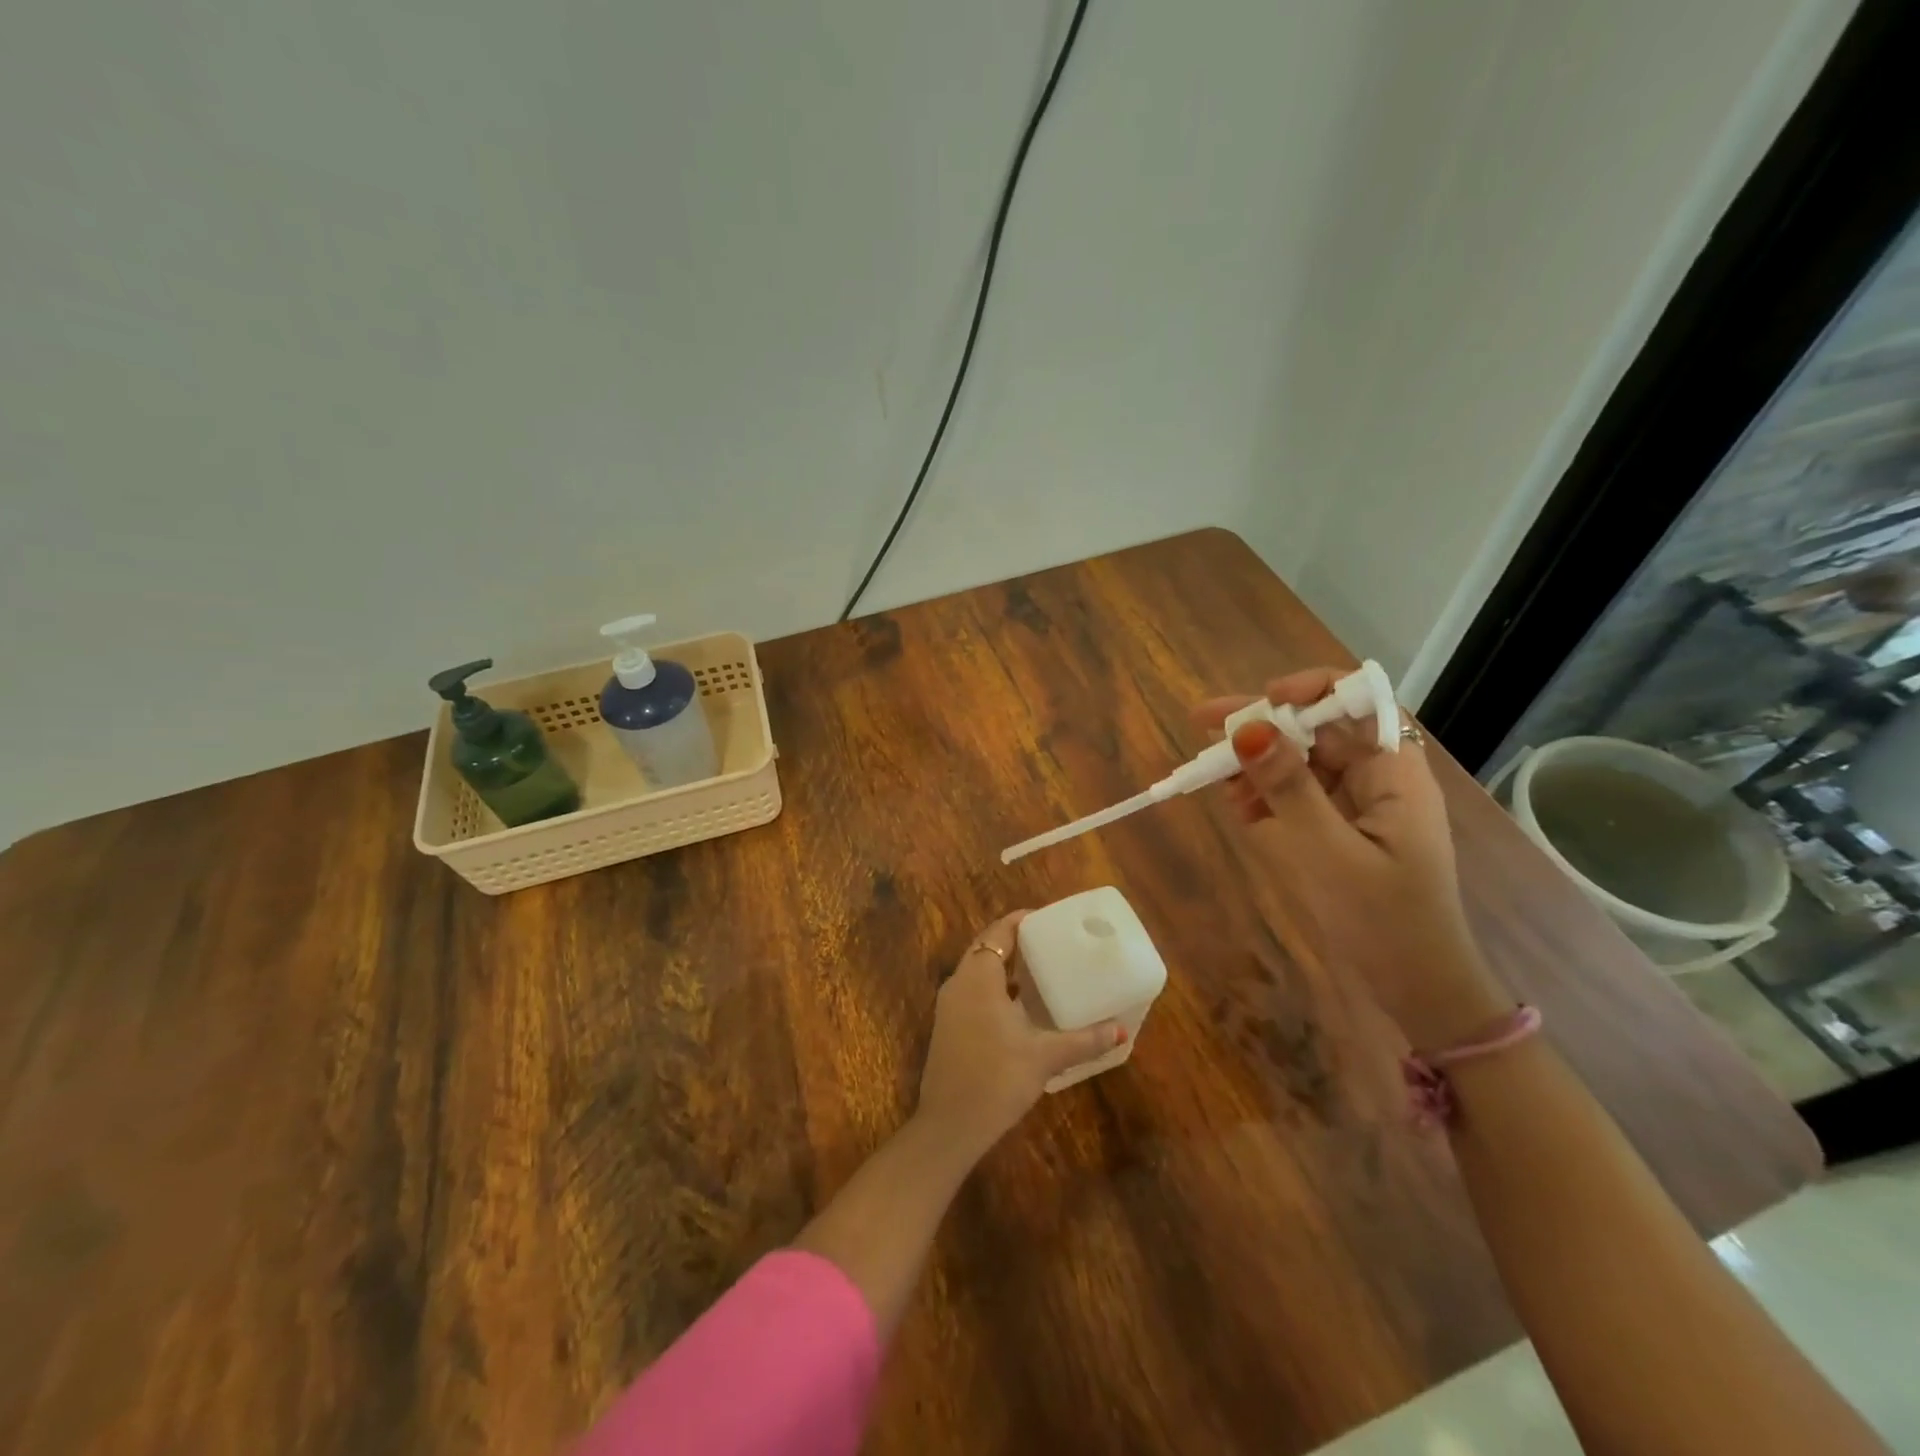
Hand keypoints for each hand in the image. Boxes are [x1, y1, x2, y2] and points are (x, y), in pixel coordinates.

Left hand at [915, 911, 1124, 1159]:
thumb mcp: (1045, 1057)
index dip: (1021, 921)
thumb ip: (1083, 1040)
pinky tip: (1019, 1007)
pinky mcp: (947, 1027)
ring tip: (1040, 971)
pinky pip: (972, 992)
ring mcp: (949, 1006)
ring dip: (1004, 967)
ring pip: (978, 971)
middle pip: (987, 948)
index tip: (1048, 919)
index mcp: (978, 977)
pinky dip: (994, 988)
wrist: (949, 1126)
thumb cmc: (997, 1079)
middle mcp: (958, 983)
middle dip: (1015, 942)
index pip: (999, 932)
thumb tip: (1120, 1031)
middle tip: (1050, 943)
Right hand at [1194, 669, 1511, 1049]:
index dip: (1308, 689)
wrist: (1417, 991)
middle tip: (1201, 725)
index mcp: (1393, 771)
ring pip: (1301, 761)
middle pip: (1316, 728)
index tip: (1261, 703)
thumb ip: (1288, 788)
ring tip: (1216, 782)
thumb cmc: (1383, 920)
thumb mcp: (1328, 852)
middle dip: (1262, 727)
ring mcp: (1359, 804)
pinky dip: (1266, 797)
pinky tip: (1239, 810)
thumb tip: (1248, 728)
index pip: (1355, 700)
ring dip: (1257, 765)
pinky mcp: (1341, 829)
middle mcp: (1378, 776)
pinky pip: (1298, 795)